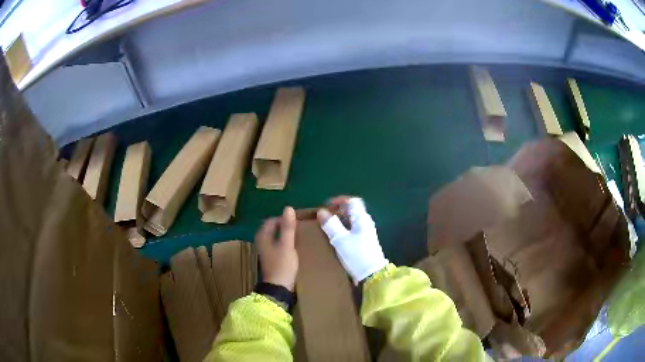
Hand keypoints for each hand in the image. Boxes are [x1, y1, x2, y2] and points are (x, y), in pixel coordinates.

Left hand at [255, 206, 297, 290]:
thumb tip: (288, 208)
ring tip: (299, 234)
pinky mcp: (271, 257)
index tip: (298, 219)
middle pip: (273, 228)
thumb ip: (287, 227)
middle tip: (300, 225)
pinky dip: (285, 241)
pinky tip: (294, 245)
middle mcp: (261, 241)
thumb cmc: (282, 265)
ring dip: (285, 234)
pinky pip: (278, 244)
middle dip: (285, 225)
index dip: (284, 218)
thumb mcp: (287, 245)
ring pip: (276, 236)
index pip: (273, 220)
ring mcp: (266, 250)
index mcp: (263, 236)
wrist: (279, 288)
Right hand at [317, 197, 388, 284]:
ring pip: (352, 220)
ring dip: (340, 220)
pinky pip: (352, 229)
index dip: (339, 200)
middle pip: (352, 210)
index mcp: (361, 218)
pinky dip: (343, 228)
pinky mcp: (364, 241)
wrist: (371, 274)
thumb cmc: (356, 254)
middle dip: (338, 210)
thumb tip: (321, 212)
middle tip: (324, 216)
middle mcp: (365, 222)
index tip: (326, 206)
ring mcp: (366, 232)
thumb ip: (331, 224)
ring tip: (327, 226)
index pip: (352, 201)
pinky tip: (335, 236)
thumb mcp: (340, 239)